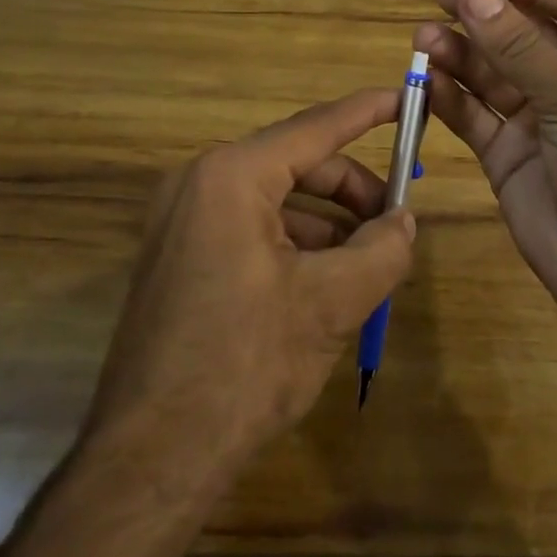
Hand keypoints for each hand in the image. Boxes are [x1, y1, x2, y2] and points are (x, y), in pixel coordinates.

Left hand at [85, 89, 413, 471]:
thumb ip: (381, 250)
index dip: (367, 112)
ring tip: (370, 259)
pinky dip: (295, 243)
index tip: (405, 97)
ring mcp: (181, 221)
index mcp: (231, 176)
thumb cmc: (245, 364)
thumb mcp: (331, 303)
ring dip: (327, 223)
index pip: (315, 127)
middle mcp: (199, 183)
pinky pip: (250, 229)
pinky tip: (327, 281)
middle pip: (296, 164)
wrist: (151, 459)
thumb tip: (405, 222)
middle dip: (352, 189)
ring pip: (275, 201)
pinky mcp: (179, 257)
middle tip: (396, 217)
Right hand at [416, 0, 556, 339]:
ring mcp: (543, 121)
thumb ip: (520, 47)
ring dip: (461, 54)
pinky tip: (424, 80)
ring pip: (494, 74)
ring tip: (423, 39)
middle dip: (487, 15)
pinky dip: (450, 97)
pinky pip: (476, 116)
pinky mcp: (510, 155)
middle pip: (527, 35)